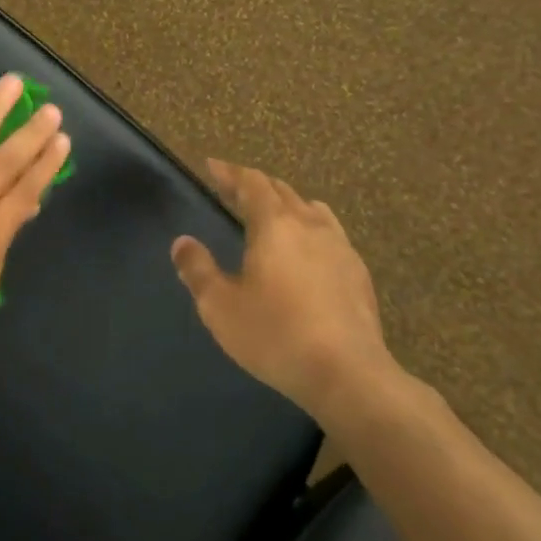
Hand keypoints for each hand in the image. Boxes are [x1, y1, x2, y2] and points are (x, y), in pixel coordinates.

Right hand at [172, 159, 404, 424]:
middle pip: (281, 191)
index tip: (212, 166)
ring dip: (287, 204)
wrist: (349, 375)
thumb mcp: (220, 307)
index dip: (230, 172)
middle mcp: (309, 225)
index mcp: (274, 225)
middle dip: (255, 185)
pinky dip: (311, 228)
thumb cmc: (276, 335)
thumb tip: (182, 242)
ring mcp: (340, 247)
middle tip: (233, 189)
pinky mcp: (358, 273)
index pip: (251, 183)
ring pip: (311, 209)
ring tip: (274, 213)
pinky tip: (309, 250)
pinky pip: (331, 234)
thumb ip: (198, 270)